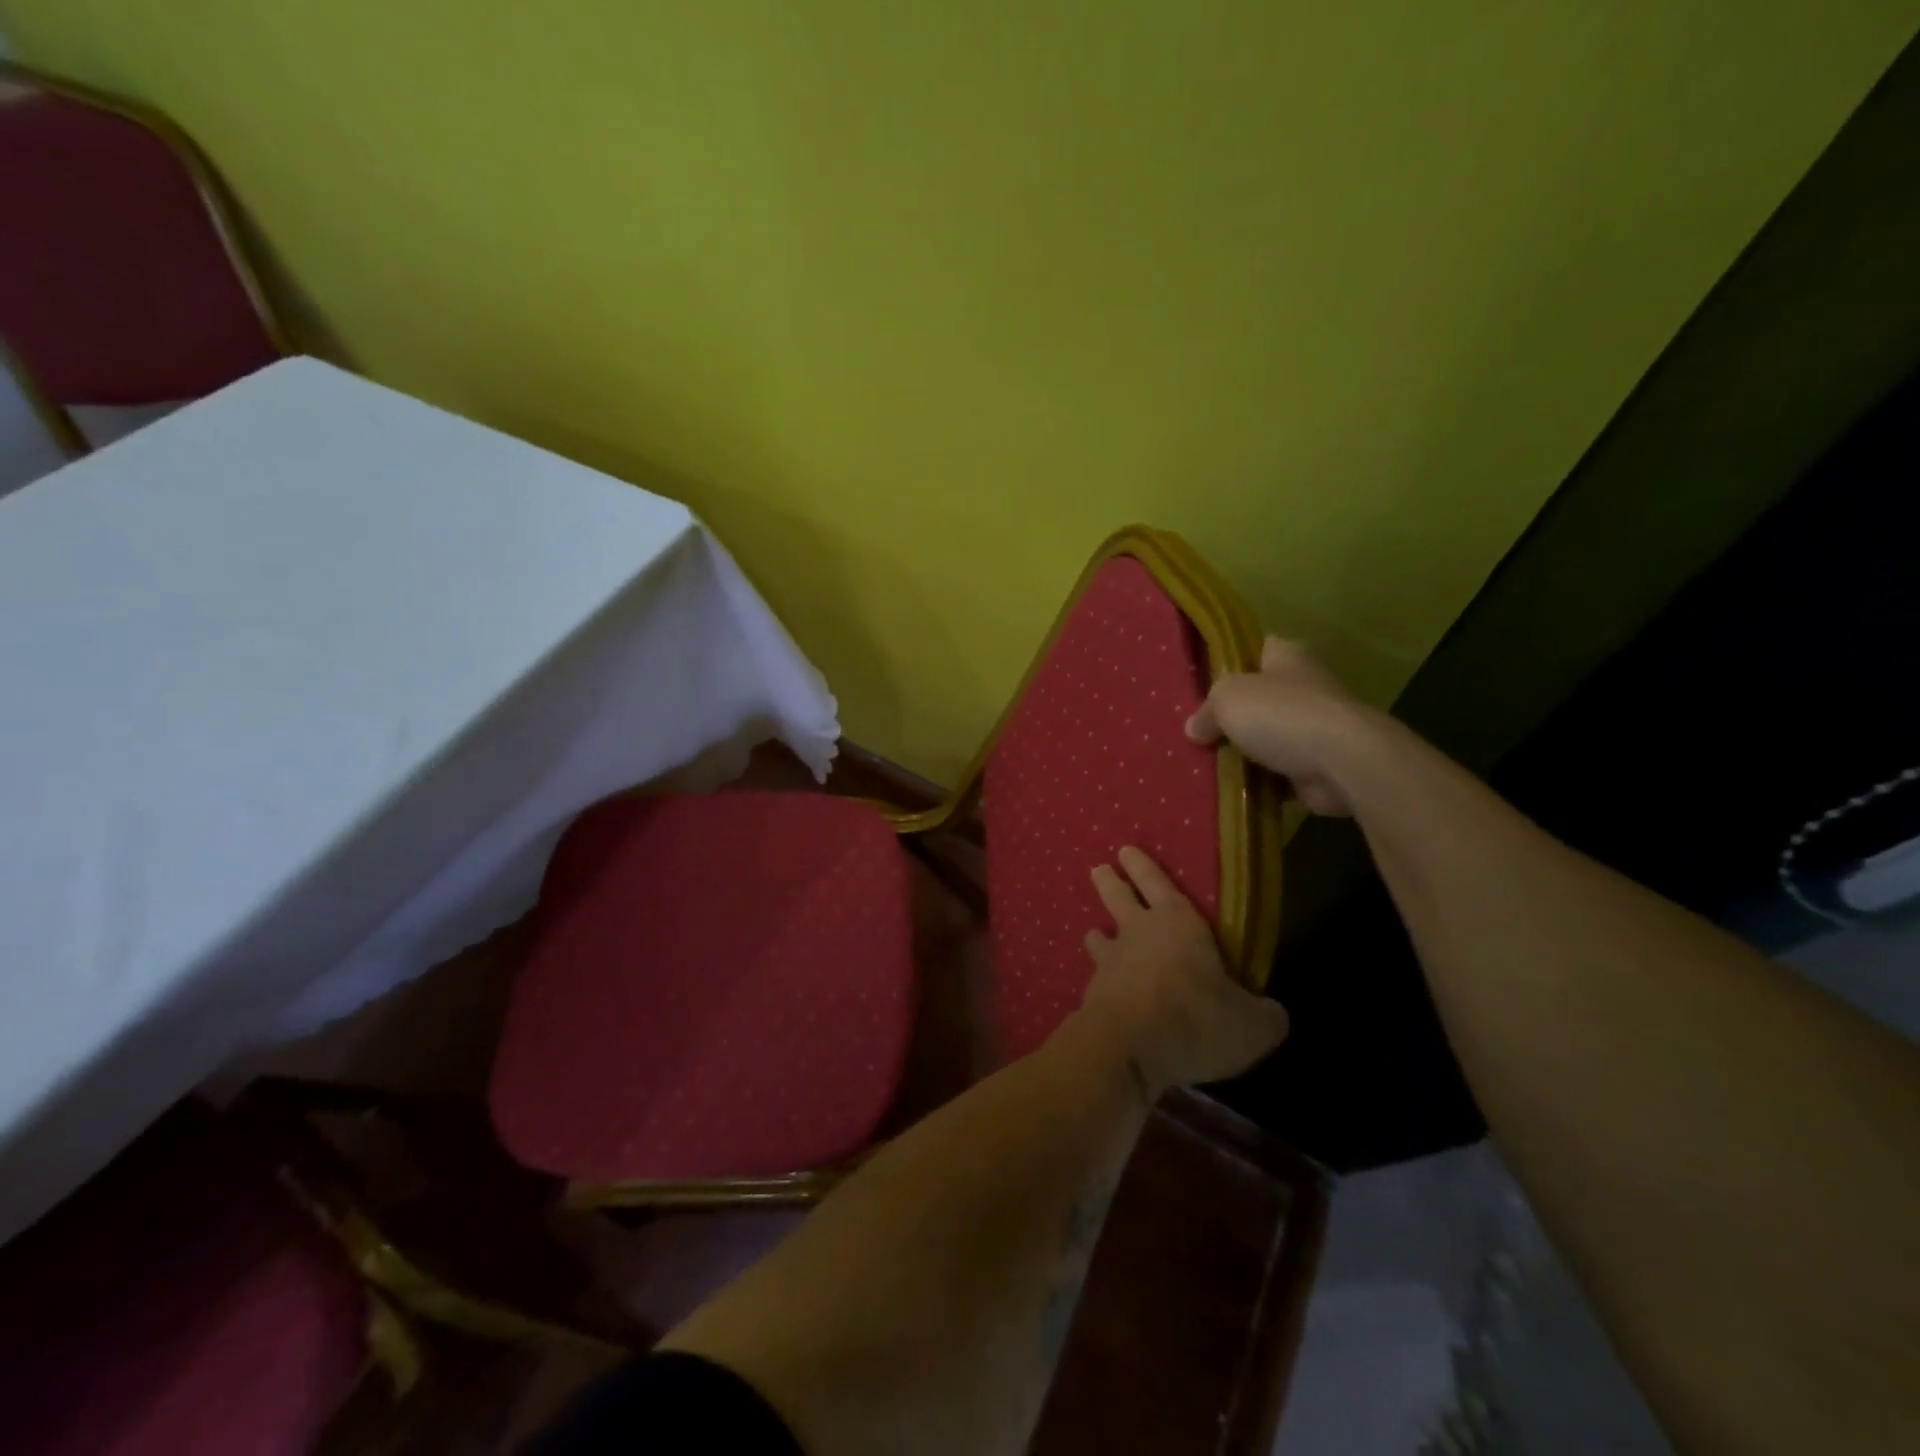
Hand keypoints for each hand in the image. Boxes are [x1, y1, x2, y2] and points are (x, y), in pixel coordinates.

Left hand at [1078, 847, 1290, 1095]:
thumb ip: (1265, 1015)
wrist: (1128, 1049)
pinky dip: (1098, 982)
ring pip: (1099, 938)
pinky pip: (1095, 981)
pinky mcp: (1091, 996)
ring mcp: (1109, 964)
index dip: (1143, 866)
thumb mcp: (1253, 1025)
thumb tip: (1272, 1013)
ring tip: (1093, 932)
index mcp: (1178, 924)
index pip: (1158, 884)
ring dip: (1097, 934)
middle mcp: (1138, 934)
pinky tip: (1099, 991)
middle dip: (1110, 882)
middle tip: (1099, 869)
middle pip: (1118, 898)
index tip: (1126, 850)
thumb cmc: (1195, 1019)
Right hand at [1185, 637, 1371, 815]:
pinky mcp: (1320, 764)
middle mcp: (1305, 686)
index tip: (1207, 685)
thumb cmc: (1282, 715)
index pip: (1258, 650)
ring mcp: (1316, 727)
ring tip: (1209, 766)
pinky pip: (1280, 772)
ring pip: (1269, 738)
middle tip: (1200, 733)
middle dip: (1235, 717)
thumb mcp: (1226, 700)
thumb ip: (1206, 712)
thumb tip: (1194, 730)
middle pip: (1260, 698)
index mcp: (1288, 657)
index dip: (1233, 664)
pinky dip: (1262, 782)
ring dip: (1247, 754)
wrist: (1342, 763)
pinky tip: (1235, 789)